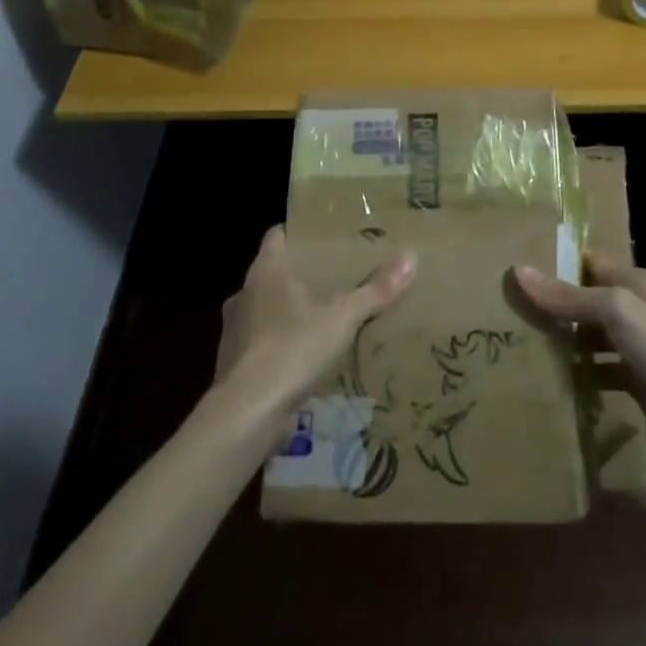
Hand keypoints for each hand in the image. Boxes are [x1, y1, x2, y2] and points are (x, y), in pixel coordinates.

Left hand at [211, 226, 415, 447]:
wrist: (247, 413)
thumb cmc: (292, 348)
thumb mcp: (342, 318)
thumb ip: (375, 290)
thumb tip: (411, 257)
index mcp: (266, 271)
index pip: (277, 235)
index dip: (299, 232)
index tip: (325, 235)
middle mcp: (245, 294)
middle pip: (275, 273)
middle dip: (302, 274)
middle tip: (337, 276)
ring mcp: (235, 331)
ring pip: (267, 309)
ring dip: (290, 312)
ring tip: (325, 317)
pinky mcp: (235, 364)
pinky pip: (263, 343)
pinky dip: (282, 345)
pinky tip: (307, 357)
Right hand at [514, 252, 645, 437]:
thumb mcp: (616, 311)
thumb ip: (569, 295)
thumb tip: (519, 270)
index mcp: (634, 281)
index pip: (587, 262)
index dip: (556, 264)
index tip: (517, 271)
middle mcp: (637, 307)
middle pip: (588, 299)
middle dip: (555, 306)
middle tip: (510, 312)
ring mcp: (639, 345)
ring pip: (593, 336)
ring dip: (566, 341)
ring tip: (522, 345)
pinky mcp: (640, 381)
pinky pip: (602, 370)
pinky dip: (583, 374)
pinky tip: (555, 382)